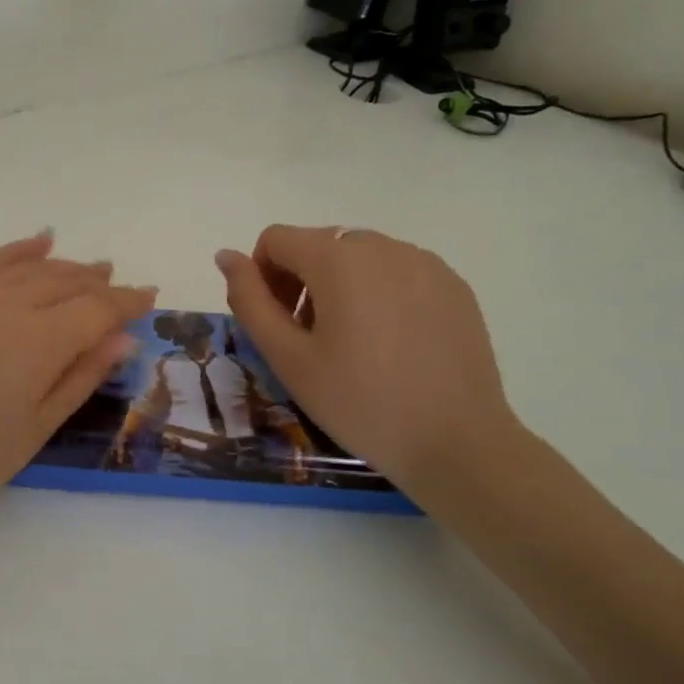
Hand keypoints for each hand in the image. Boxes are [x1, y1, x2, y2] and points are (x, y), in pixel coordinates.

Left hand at [0, 233, 153, 528]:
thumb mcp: (34, 430)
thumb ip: (80, 377)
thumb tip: (124, 338)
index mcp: (39, 341)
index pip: (97, 309)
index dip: (127, 303)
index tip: (150, 299)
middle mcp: (8, 304)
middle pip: (65, 281)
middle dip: (99, 282)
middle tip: (121, 286)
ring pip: (29, 268)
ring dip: (65, 265)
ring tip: (89, 267)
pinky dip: (16, 250)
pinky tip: (36, 243)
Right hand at [214, 226, 521, 502]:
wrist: (458, 444)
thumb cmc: (360, 402)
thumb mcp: (287, 357)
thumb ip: (249, 299)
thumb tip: (226, 255)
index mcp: (338, 259)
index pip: (276, 239)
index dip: (262, 277)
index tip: (277, 324)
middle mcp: (382, 246)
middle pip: (318, 245)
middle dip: (300, 281)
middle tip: (309, 340)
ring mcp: (424, 263)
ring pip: (358, 257)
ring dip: (339, 286)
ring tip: (352, 343)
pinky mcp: (453, 285)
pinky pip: (398, 271)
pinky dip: (379, 293)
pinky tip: (392, 343)